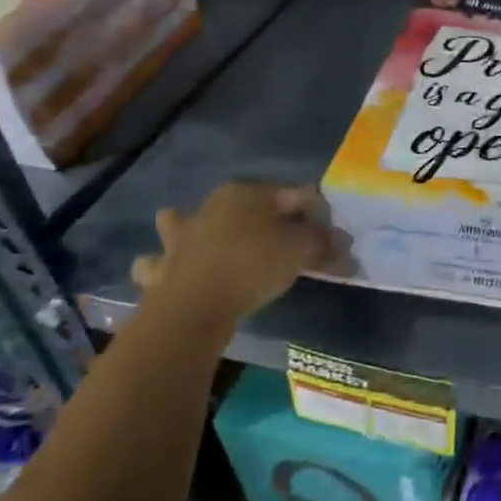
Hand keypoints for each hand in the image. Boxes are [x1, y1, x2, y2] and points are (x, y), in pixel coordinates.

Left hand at [130, 182, 344, 320]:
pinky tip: (171, 274)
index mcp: (245, 193)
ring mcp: (179, 238)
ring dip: (186, 229)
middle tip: (281, 240)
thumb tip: (342, 242)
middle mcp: (209, 207)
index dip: (315, 212)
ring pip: (180, 225)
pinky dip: (163, 267)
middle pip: (242, 206)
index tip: (329, 235)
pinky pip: (158, 265)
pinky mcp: (160, 269)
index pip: (293, 195)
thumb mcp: (302, 251)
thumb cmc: (254, 265)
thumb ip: (325, 243)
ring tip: (200, 242)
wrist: (195, 306)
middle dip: (258, 217)